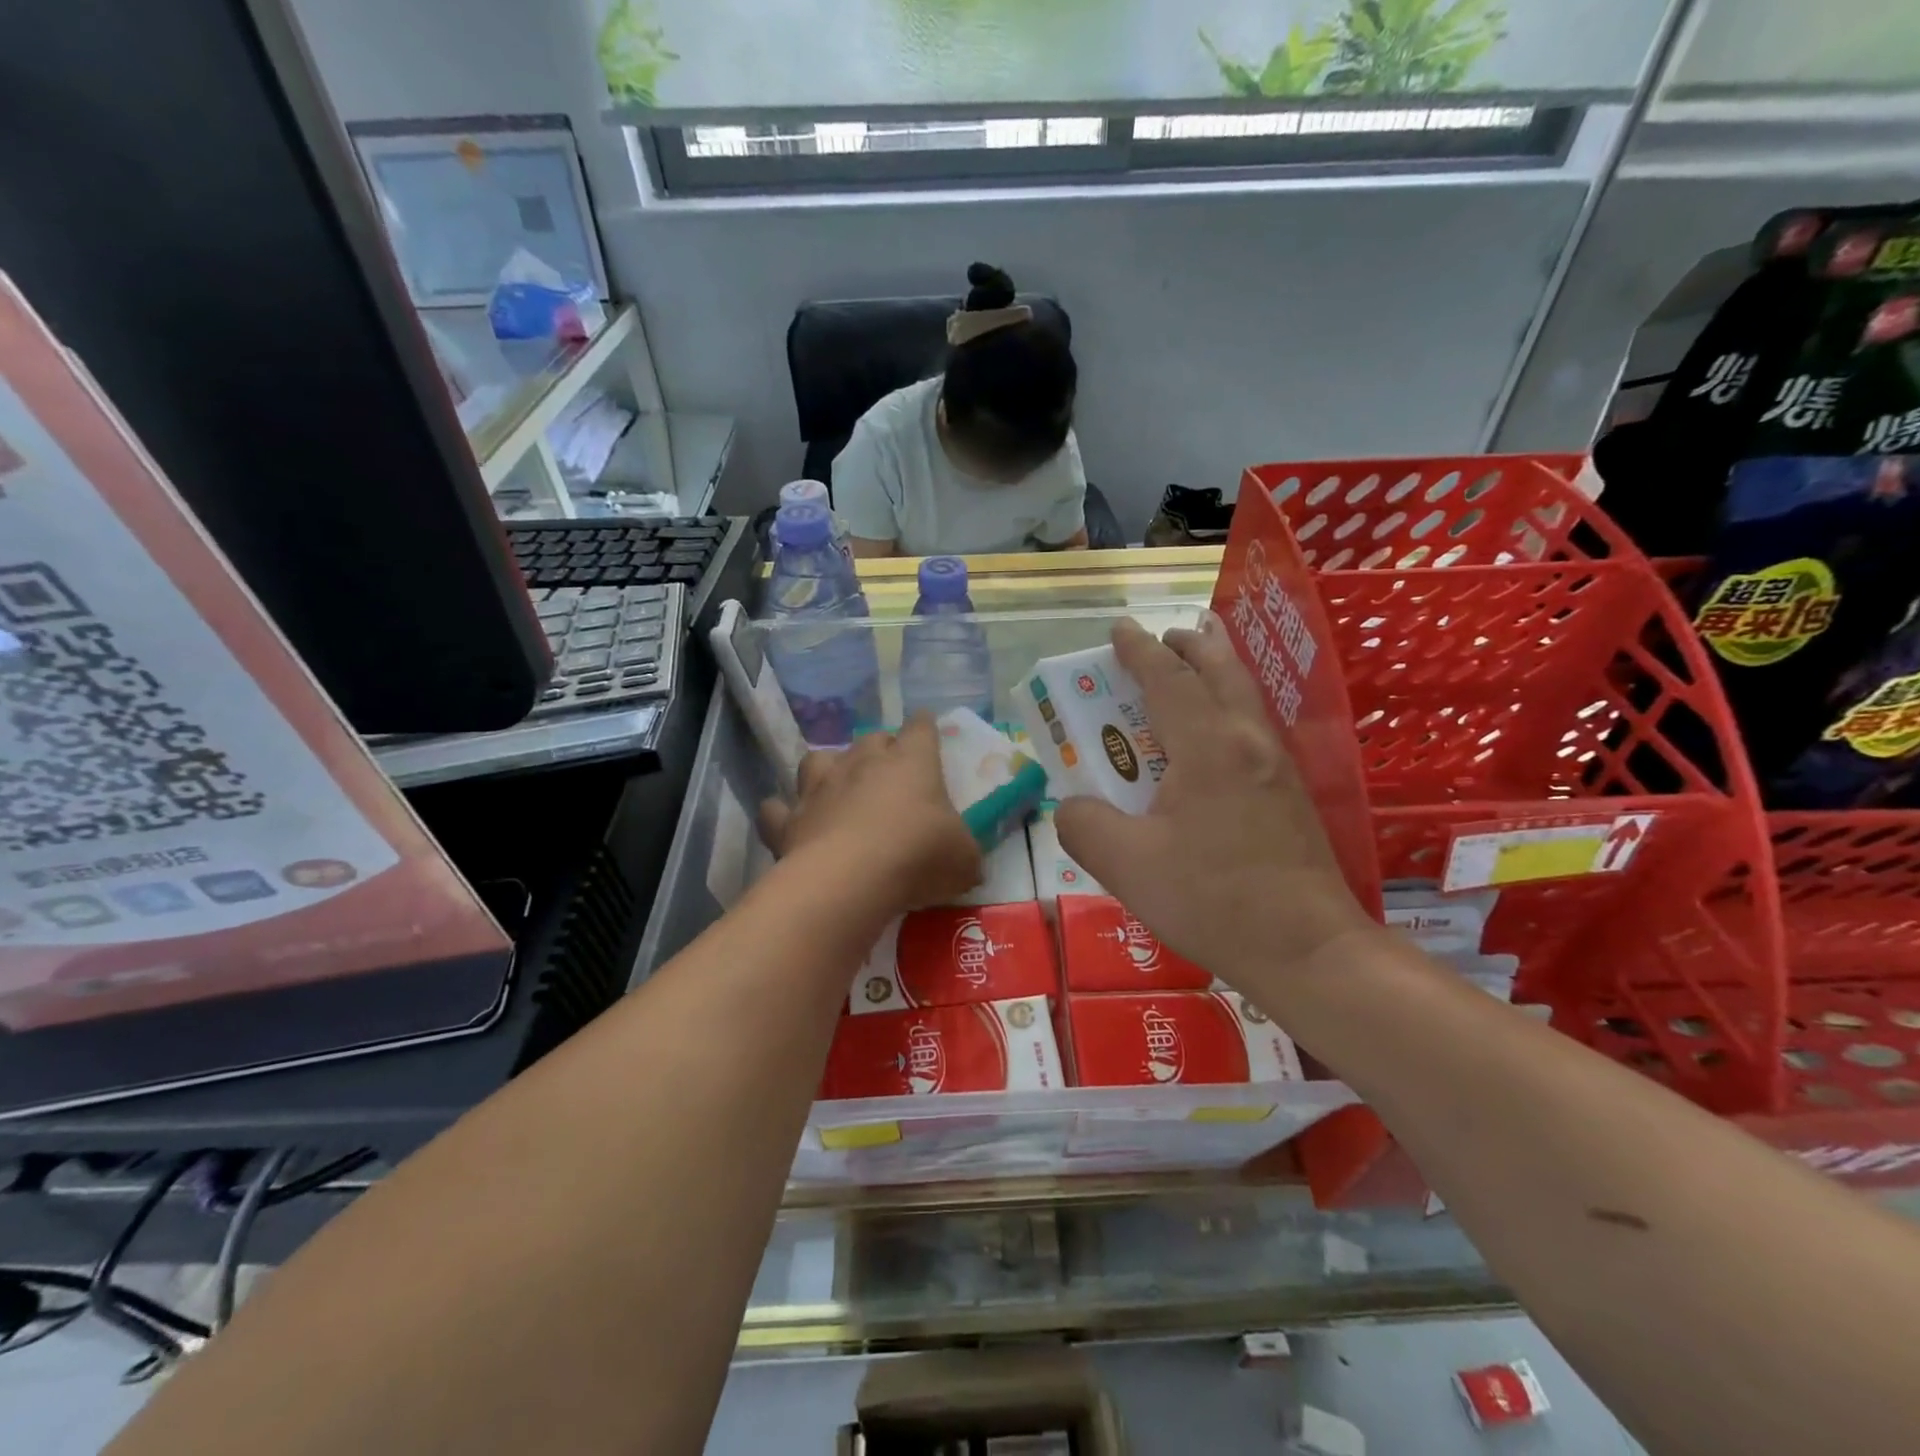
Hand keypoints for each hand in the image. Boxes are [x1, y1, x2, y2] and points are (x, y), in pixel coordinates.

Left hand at [760, 715, 981, 915]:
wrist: (850, 879)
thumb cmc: (918, 856)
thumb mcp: (964, 860)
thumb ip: (965, 853)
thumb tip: (967, 861)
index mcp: (911, 761)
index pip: (921, 728)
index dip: (925, 728)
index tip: (928, 731)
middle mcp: (863, 762)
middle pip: (871, 738)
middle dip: (880, 750)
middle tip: (890, 775)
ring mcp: (820, 787)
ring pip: (818, 759)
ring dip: (828, 770)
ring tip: (836, 789)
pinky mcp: (789, 819)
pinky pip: (777, 809)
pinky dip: (782, 814)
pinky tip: (790, 824)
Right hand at [1055, 616, 1378, 986]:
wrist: (1308, 949)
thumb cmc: (1212, 900)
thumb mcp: (1125, 866)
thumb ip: (1083, 824)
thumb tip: (1073, 806)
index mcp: (1208, 747)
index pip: (1168, 679)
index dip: (1139, 651)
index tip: (1120, 629)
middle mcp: (1248, 741)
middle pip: (1221, 670)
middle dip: (1189, 646)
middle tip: (1162, 638)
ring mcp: (1279, 766)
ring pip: (1244, 696)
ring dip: (1213, 672)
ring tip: (1189, 671)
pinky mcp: (1292, 794)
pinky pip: (1254, 726)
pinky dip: (1228, 706)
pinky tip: (1214, 738)